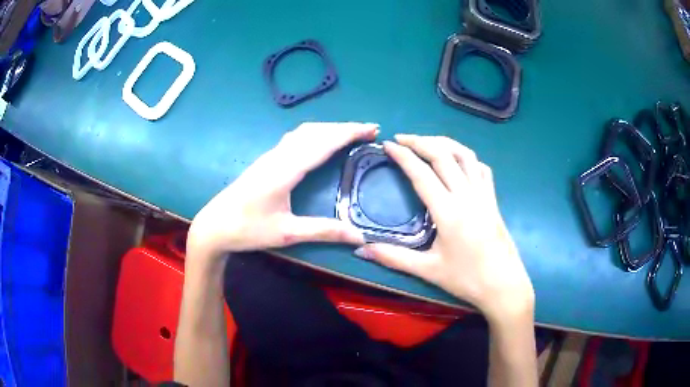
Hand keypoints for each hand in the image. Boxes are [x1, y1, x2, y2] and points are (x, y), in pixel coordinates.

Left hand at [187, 122, 377, 260]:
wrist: (214, 226)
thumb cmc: (247, 229)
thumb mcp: (287, 233)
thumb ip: (324, 231)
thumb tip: (359, 236)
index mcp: (285, 170)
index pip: (323, 143)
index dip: (349, 133)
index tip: (372, 129)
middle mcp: (279, 156)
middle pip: (315, 132)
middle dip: (344, 127)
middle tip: (369, 130)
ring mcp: (270, 156)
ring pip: (304, 132)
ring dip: (330, 128)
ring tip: (350, 133)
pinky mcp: (266, 160)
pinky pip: (296, 138)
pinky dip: (316, 134)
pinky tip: (320, 140)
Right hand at [354, 134, 533, 320]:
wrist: (503, 285)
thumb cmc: (466, 279)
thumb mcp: (428, 270)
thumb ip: (393, 257)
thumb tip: (361, 251)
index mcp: (448, 212)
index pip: (422, 174)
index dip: (403, 156)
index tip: (388, 145)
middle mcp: (466, 195)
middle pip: (443, 155)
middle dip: (420, 141)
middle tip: (401, 139)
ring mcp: (483, 195)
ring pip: (465, 155)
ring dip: (444, 143)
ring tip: (427, 142)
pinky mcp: (493, 200)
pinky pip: (481, 169)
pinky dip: (467, 158)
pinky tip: (458, 162)